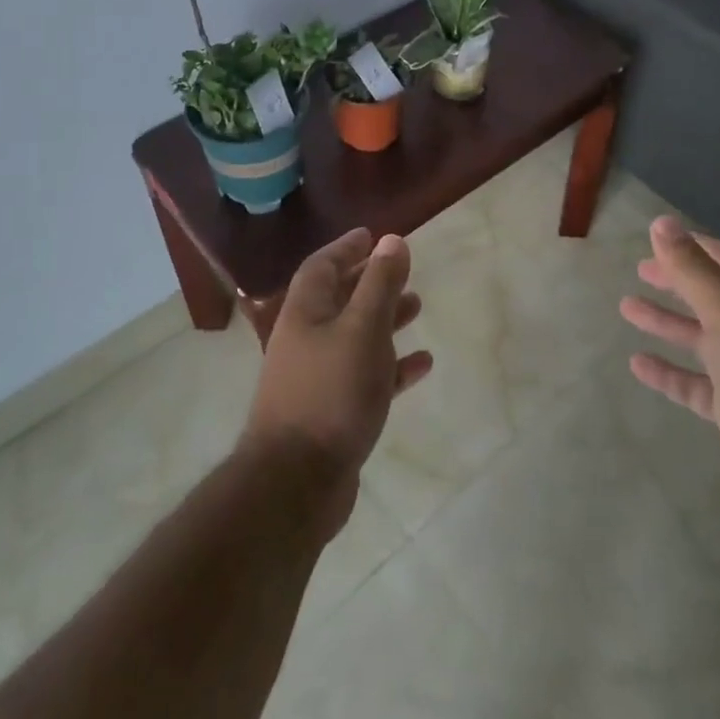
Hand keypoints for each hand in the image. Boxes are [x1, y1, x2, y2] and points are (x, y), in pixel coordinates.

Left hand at [241, 230, 431, 532]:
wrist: (297, 482)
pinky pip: (366, 377)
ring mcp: (317, 378)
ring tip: (417, 307)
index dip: (347, 248)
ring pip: (355, 336)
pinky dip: (392, 366)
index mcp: (304, 313)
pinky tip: (422, 364)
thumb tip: (391, 239)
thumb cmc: (331, 392)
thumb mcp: (362, 329)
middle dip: (370, 282)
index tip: (372, 236)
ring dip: (384, 320)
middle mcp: (306, 339)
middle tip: (402, 272)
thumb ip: (379, 284)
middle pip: (339, 299)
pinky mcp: (333, 412)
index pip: (321, 266)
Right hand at [620, 216, 719, 516]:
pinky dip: (669, 373)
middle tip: (640, 270)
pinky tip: (637, 364)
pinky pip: (696, 385)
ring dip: (668, 322)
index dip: (697, 247)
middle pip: (714, 296)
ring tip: (626, 308)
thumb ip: (693, 270)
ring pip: (702, 339)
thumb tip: (661, 222)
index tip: (660, 238)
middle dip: (678, 282)